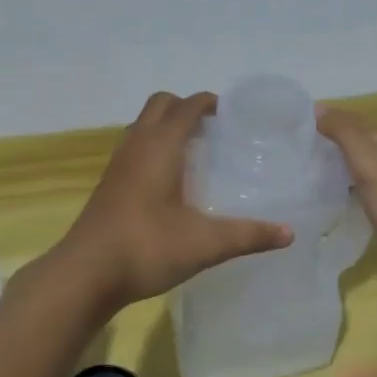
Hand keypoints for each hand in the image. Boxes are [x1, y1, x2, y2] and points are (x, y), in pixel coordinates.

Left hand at [56, 92, 292, 314]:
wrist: (86, 274)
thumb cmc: (147, 247)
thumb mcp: (205, 244)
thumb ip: (248, 235)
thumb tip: (289, 233)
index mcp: (160, 146)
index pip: (187, 106)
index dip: (210, 103)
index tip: (233, 114)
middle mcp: (137, 145)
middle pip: (160, 105)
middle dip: (186, 108)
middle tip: (214, 130)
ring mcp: (118, 163)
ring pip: (142, 125)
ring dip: (166, 126)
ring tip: (195, 151)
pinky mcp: (109, 184)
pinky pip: (134, 148)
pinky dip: (153, 147)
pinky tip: (170, 181)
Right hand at [317, 106, 376, 299]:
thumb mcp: (373, 166)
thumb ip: (346, 133)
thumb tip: (318, 107)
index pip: (357, 125)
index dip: (328, 130)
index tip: (294, 143)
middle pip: (364, 147)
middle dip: (334, 153)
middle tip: (298, 165)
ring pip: (370, 172)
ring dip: (345, 175)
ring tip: (313, 185)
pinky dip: (358, 195)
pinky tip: (342, 207)